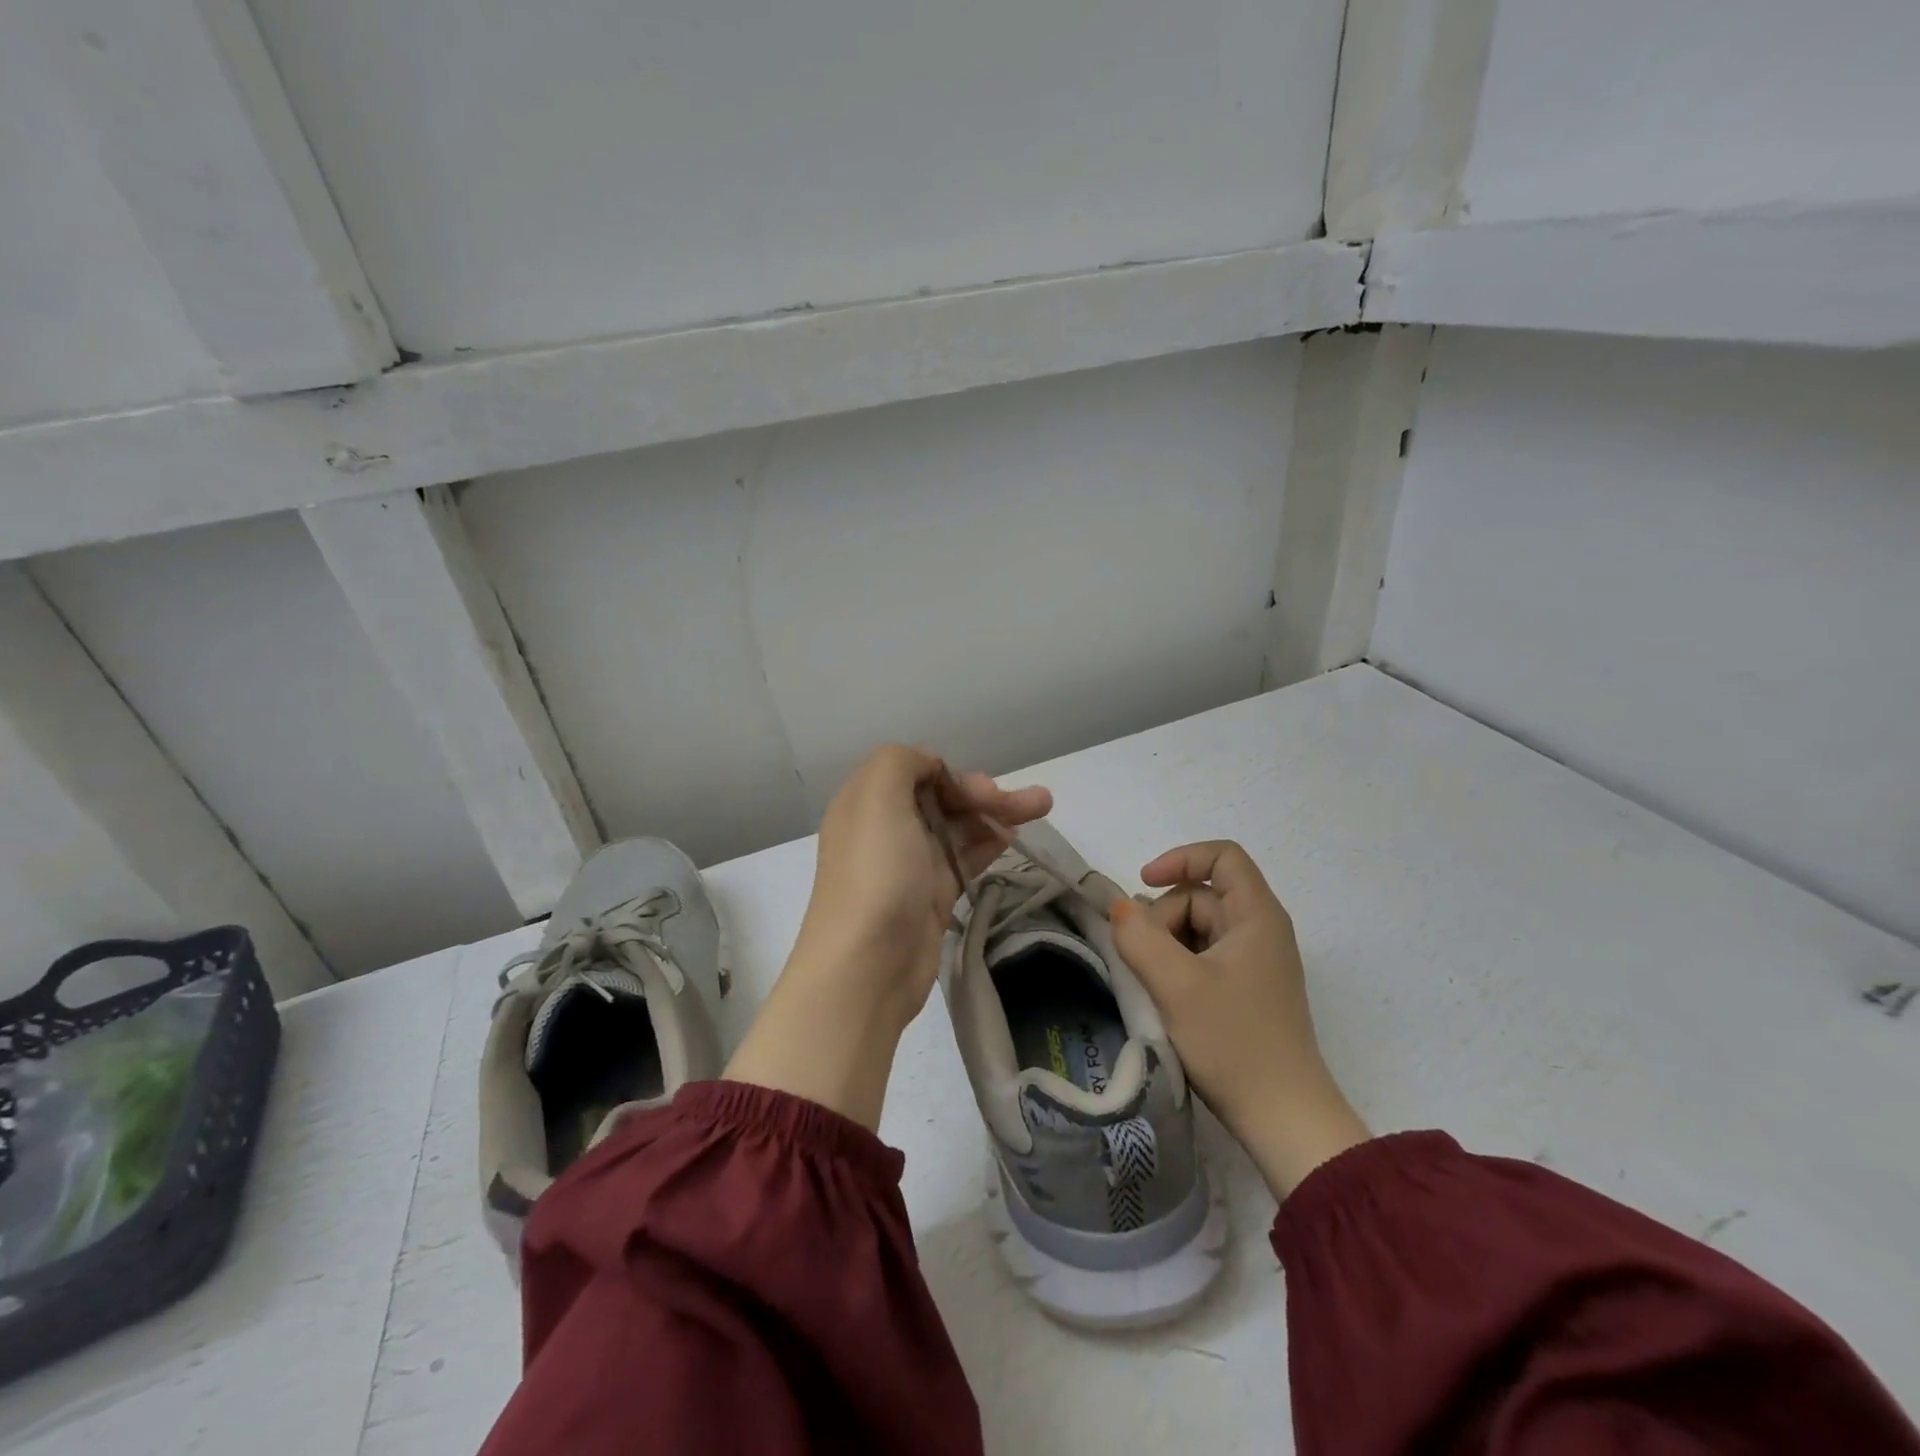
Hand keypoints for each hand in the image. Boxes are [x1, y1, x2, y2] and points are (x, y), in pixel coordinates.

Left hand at [725, 745, 1050, 1128]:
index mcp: (867, 801)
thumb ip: (901, 762)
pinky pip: (964, 858)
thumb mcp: (877, 797)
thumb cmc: (875, 873)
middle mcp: (886, 828)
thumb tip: (930, 768)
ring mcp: (910, 864)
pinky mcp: (931, 896)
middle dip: (984, 793)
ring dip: (997, 813)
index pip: (915, 771)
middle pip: (941, 798)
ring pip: (958, 827)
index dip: (952, 773)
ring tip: (1042, 805)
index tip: (980, 790)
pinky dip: (989, 843)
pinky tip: (1015, 837)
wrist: (868, 965)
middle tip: (1029, 801)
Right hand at [1108, 841, 1368, 1196]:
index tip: (1144, 884)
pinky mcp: (1246, 991)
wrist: (1283, 1119)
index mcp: (1257, 916)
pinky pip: (1203, 957)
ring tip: (1153, 984)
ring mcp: (1255, 963)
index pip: (1222, 856)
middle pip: (1202, 895)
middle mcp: (1260, 931)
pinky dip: (1178, 966)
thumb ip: (1139, 937)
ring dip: (1166, 945)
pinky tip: (1166, 997)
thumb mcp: (1176, 985)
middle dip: (1163, 916)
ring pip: (1198, 928)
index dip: (1180, 859)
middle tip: (1143, 959)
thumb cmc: (1233, 1042)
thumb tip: (1120, 907)